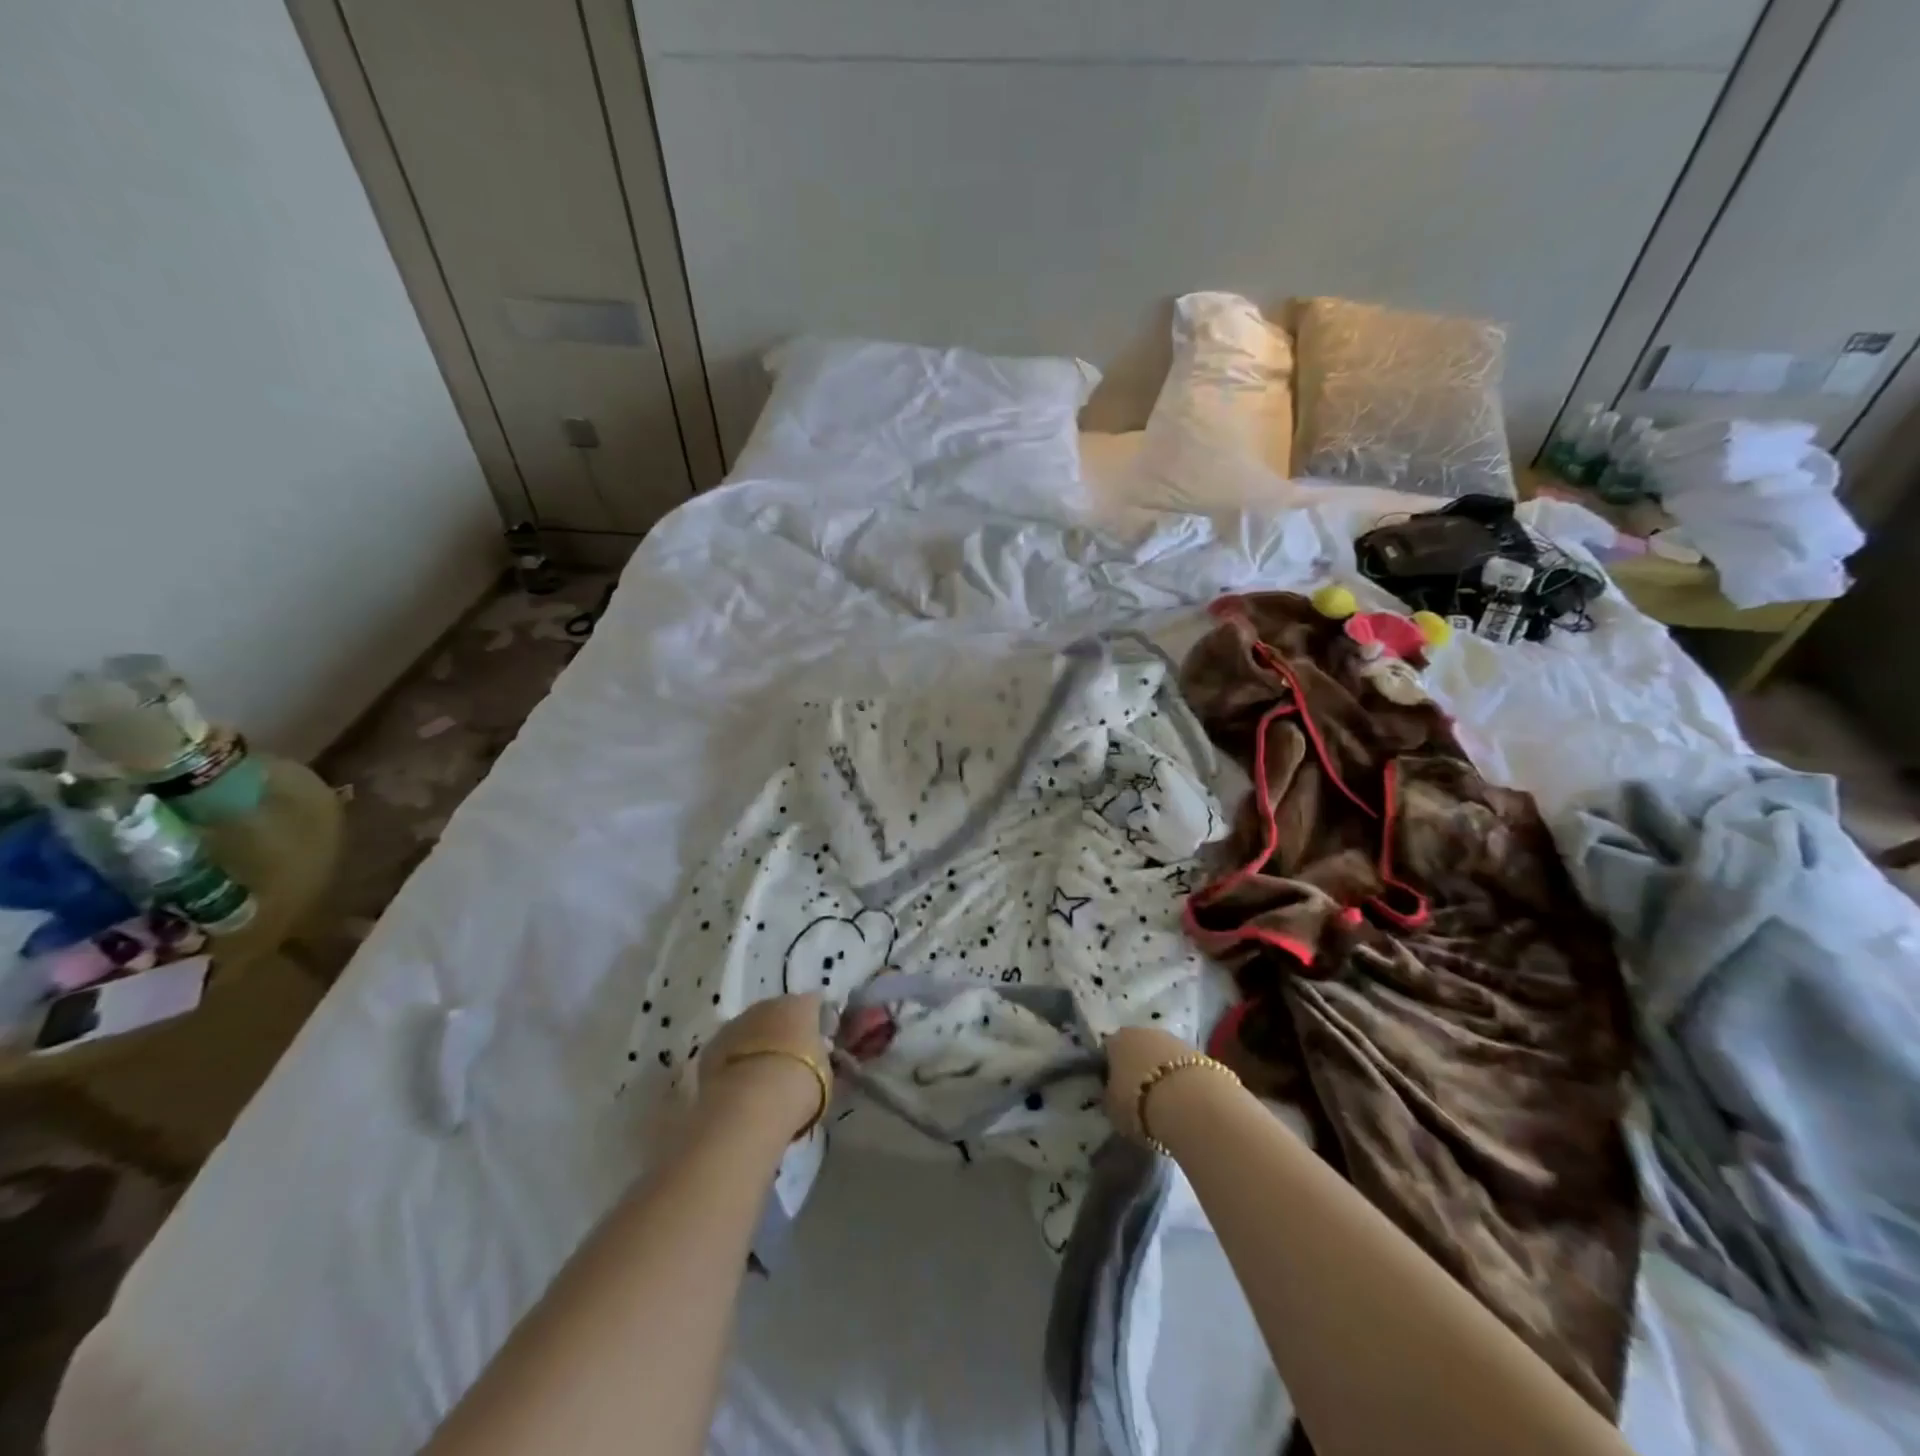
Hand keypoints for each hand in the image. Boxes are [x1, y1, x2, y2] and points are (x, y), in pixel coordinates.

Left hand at [699, 994, 830, 1138]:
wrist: (749, 1105)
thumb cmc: (799, 1083)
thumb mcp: (825, 1072)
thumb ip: (822, 1056)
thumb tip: (819, 1053)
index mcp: (801, 1004)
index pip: (814, 1004)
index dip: (818, 1022)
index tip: (821, 1042)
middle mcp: (768, 1004)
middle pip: (779, 1012)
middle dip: (785, 1031)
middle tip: (792, 1059)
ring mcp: (736, 1023)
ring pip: (751, 1029)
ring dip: (757, 1044)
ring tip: (764, 1074)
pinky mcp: (711, 1047)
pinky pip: (729, 1049)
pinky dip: (735, 1061)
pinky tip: (740, 1084)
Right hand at [1102, 1025, 1205, 1142]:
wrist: (1191, 1103)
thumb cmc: (1140, 1103)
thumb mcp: (1112, 1107)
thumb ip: (1110, 1096)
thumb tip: (1113, 1094)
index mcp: (1117, 1040)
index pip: (1108, 1050)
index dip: (1111, 1069)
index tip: (1115, 1089)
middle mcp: (1143, 1032)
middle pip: (1137, 1048)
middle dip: (1139, 1067)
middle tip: (1140, 1095)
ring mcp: (1174, 1040)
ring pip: (1162, 1055)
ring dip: (1163, 1073)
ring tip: (1165, 1101)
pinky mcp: (1201, 1053)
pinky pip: (1184, 1067)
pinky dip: (1183, 1080)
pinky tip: (1185, 1101)